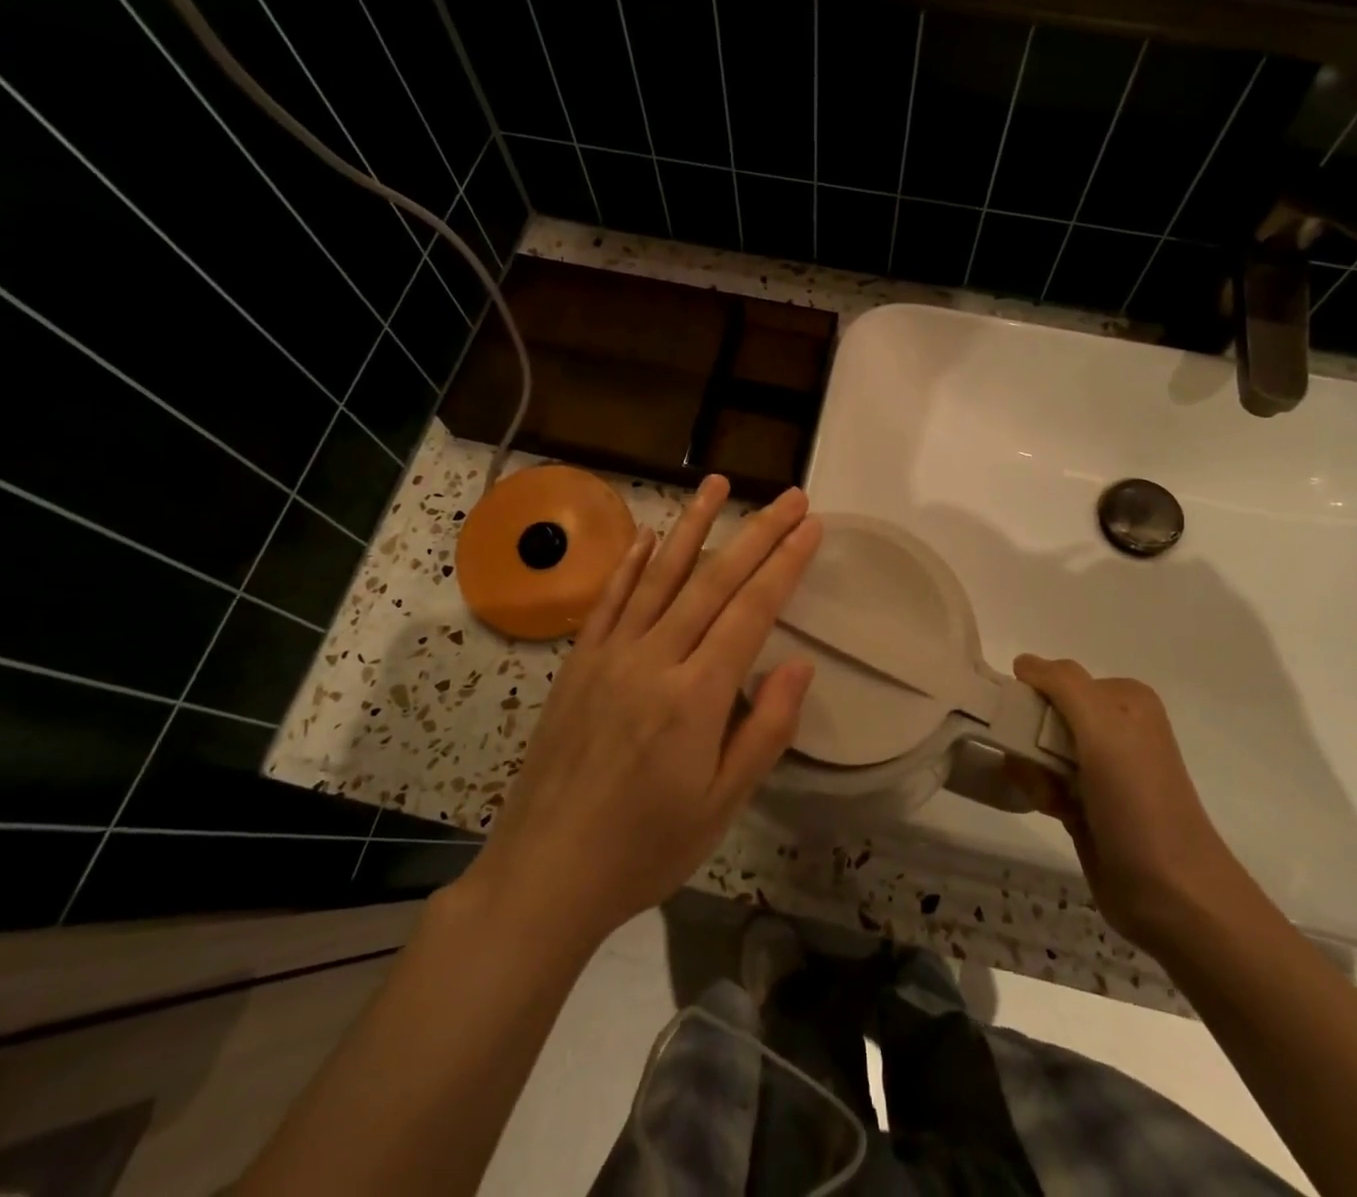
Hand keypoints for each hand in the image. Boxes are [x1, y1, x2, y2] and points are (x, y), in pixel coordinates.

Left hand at [464, 478, 822, 949]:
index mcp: (696, 697)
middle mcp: (654, 660)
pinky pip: (610, 599)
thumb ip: (764, 730)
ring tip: (718, 483)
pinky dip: (631, 562)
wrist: (545, 873)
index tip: (811, 526)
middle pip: (713, 581)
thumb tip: (800, 663)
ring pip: (659, 575)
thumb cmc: (646, 848)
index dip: (785, 564)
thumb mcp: (721, 805)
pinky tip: (648, 535)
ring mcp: (610, 655)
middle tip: (789, 497)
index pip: (751, 612)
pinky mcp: (579, 663)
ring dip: (692, 525)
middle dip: (756, 533)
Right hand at [1011, 656, 1252, 950]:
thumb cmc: (1138, 801)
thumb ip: (1062, 683)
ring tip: (1054, 801)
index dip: (1034, 702)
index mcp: (1125, 699)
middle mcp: (1115, 727)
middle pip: (1044, 715)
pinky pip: (1045, 781)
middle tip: (1044, 772)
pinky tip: (1058, 814)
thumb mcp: (1103, 727)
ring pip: (1039, 751)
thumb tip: (1023, 662)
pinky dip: (1042, 794)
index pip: (1056, 680)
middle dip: (1032, 742)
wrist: (1172, 894)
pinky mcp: (1091, 804)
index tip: (1031, 732)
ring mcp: (1103, 768)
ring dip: (1035, 773)